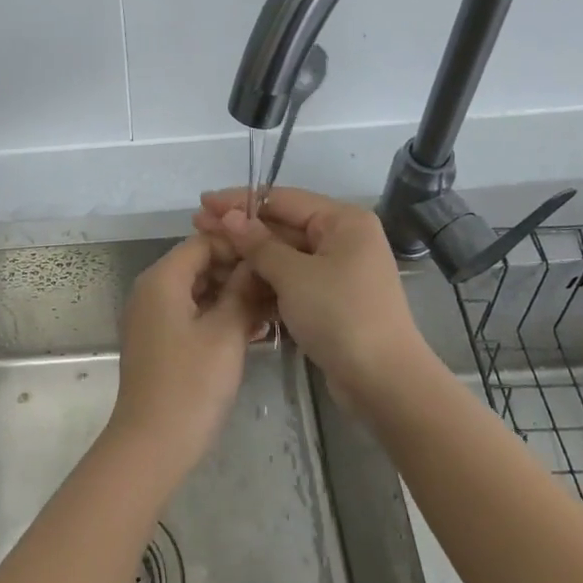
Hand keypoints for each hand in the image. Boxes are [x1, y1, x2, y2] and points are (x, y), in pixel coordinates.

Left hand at [108, 234, 266, 476]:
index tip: (273, 259)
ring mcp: (150, 316)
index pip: (203, 242)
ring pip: (196, 290)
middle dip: (237, 272)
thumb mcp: (226, 333)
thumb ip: (244, 291)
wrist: (152, 444)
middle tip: (277, 286)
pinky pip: (189, 313)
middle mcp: (150, 290)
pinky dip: (216, 315)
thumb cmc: (191, 383)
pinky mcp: (156, 340)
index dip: (239, 246)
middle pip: (198, 264)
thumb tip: (258, 263)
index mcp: (162, 278)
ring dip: (230, 295)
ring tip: (271, 308)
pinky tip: (250, 329)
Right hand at [195, 187, 434, 416]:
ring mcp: (338, 271)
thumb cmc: (341, 316)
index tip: (203, 204)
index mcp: (343, 221)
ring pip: (285, 256)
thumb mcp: (294, 276)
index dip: (240, 201)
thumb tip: (229, 217)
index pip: (283, 199)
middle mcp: (343, 239)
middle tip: (198, 227)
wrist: (384, 383)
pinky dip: (267, 281)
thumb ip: (259, 244)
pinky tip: (233, 283)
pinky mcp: (331, 300)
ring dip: (250, 257)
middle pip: (284, 226)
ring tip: (210, 254)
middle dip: (242, 229)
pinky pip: (292, 281)